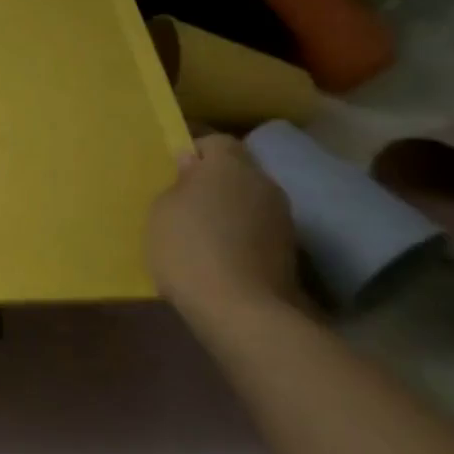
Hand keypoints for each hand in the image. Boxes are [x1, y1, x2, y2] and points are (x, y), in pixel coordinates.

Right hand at [145, 134, 304, 320]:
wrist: (241, 312)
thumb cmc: (189, 247)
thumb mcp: (161, 209)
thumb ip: (178, 183)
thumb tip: (192, 166)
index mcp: (229, 164)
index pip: (217, 141)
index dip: (197, 153)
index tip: (177, 173)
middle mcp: (263, 182)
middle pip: (238, 171)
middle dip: (217, 182)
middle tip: (189, 203)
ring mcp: (283, 219)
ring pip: (251, 202)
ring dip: (234, 211)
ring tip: (207, 234)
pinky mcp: (291, 253)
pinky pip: (260, 231)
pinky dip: (245, 237)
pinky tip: (224, 257)